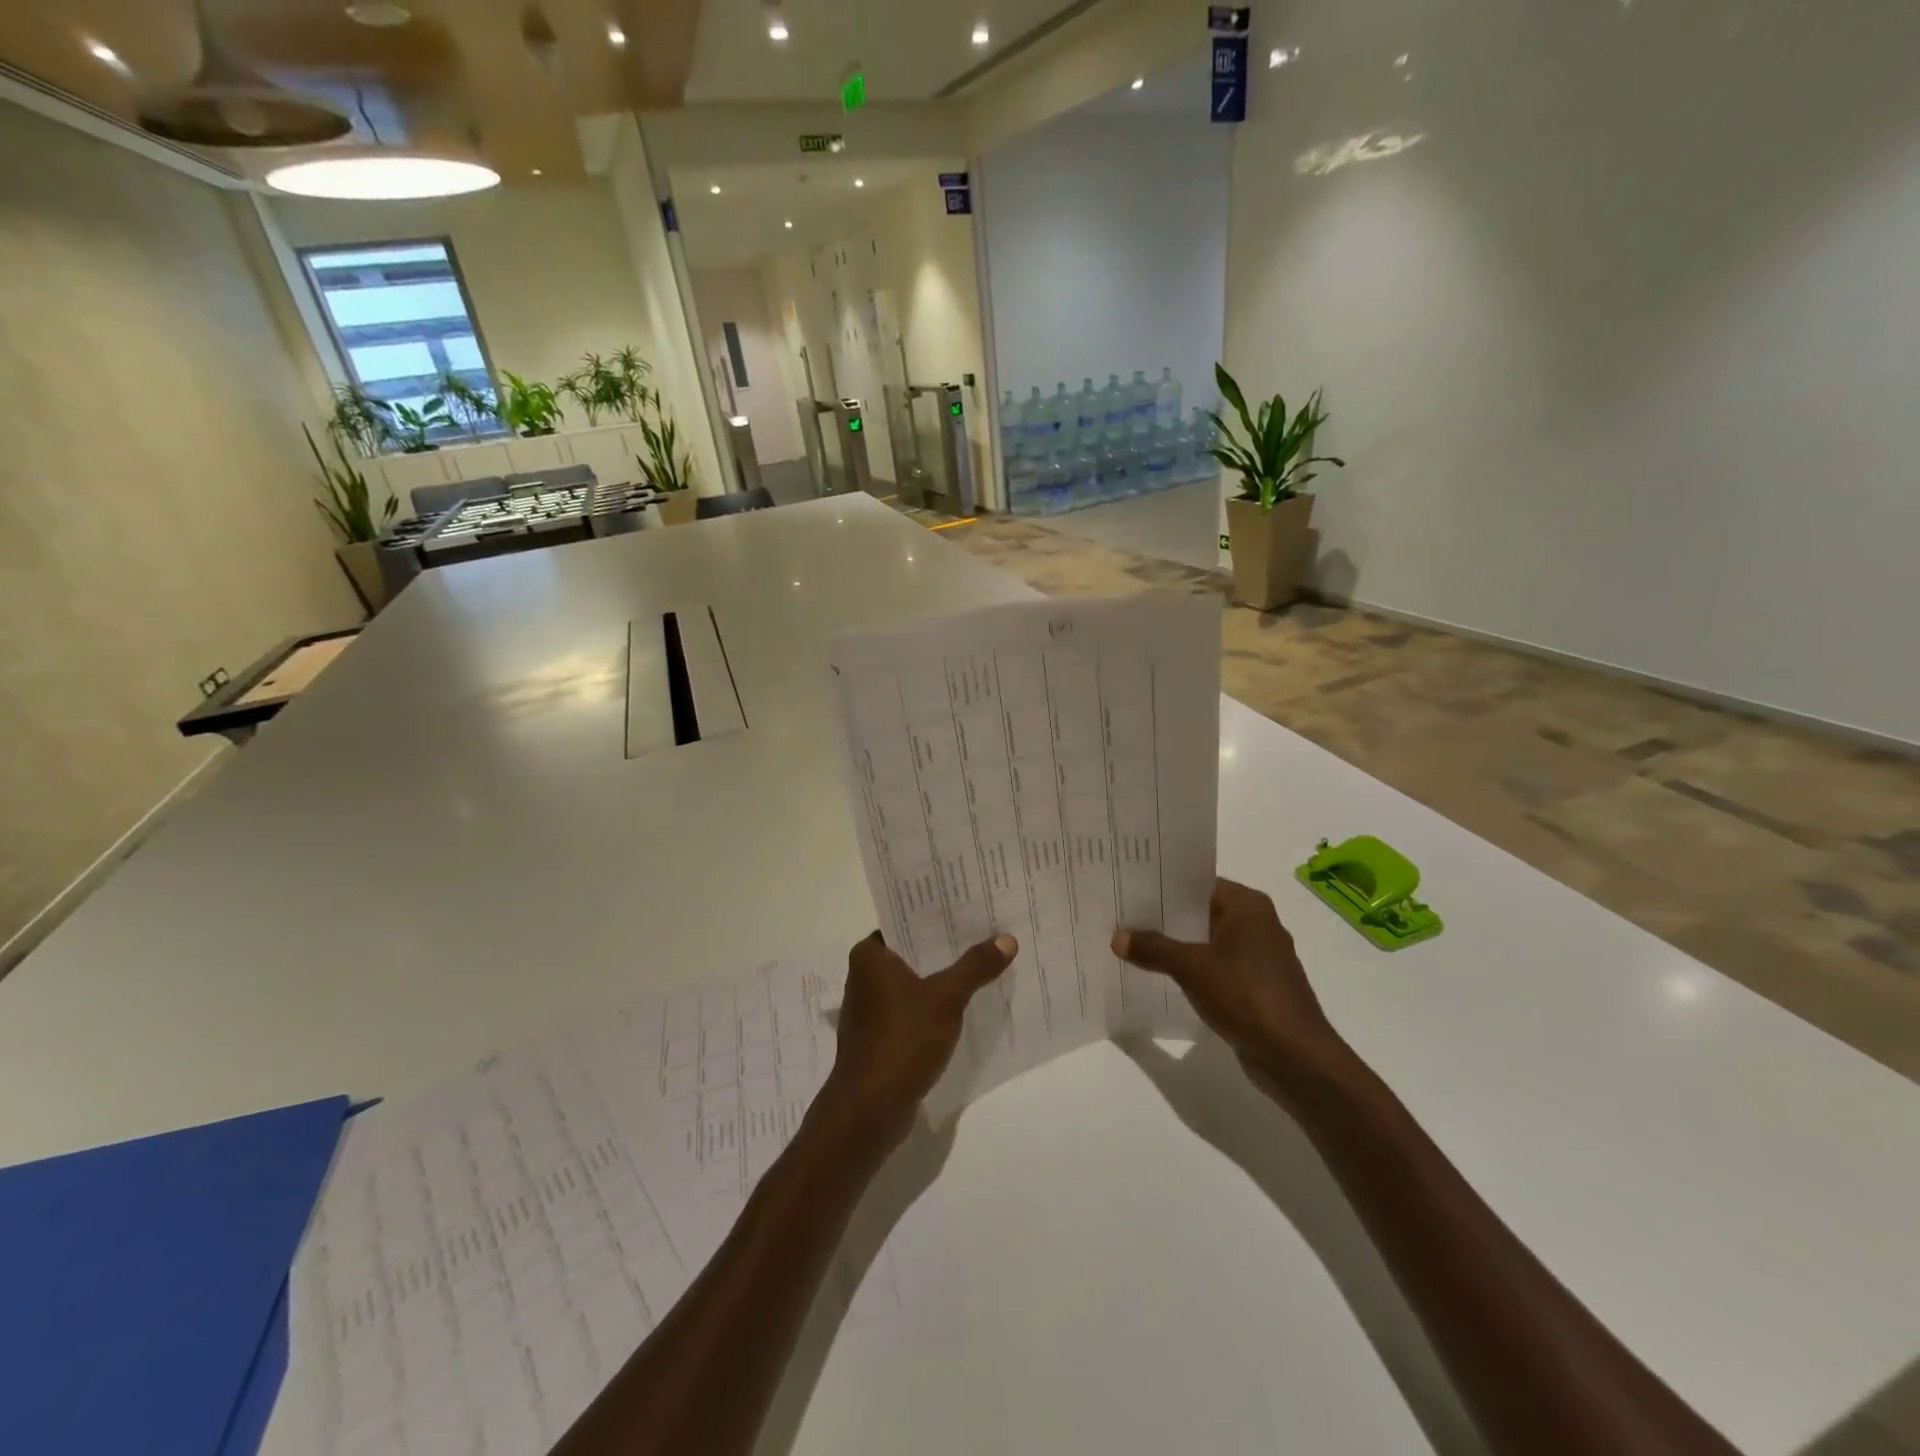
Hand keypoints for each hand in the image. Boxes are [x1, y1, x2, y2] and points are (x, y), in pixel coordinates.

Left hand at [819, 930, 1017, 1146]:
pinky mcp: (882, 1036)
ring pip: (915, 981)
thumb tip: (1007, 939)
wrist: (869, 1110)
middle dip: (947, 946)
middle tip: (987, 931)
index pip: (905, 921)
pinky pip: (914, 1008)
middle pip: (913, 951)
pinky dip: (936, 1005)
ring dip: (943, 977)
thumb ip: (975, 967)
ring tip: (983, 964)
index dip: (937, 915)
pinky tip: (966, 1005)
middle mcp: (864, 976)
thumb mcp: (945, 998)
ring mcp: (872, 1009)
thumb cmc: (902, 1040)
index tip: (970, 906)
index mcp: (869, 956)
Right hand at [1113, 878, 1350, 1101]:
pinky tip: (1162, 974)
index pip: (1198, 883)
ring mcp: (1259, 956)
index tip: (1129, 888)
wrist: (1295, 1057)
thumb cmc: (1246, 996)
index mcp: (1248, 906)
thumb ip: (1154, 948)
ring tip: (1134, 943)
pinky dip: (1192, 967)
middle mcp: (1257, 923)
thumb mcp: (1192, 968)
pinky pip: (1216, 965)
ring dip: (1177, 944)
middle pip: (1201, 910)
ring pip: (1207, 940)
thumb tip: (1117, 937)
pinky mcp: (1256, 984)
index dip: (1162, 885)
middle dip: (1164, 916)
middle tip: (1122, 915)